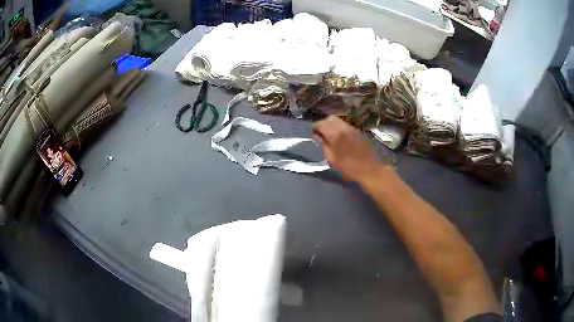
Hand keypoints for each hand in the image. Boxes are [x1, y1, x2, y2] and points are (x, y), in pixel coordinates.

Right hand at [313, 116, 384, 182]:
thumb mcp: (331, 159)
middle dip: (323, 124)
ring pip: (338, 121)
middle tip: (320, 134)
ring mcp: (352, 128)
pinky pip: (345, 125)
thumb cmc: (349, 167)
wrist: (370, 169)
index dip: (314, 128)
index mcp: (335, 133)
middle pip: (330, 118)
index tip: (312, 134)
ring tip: (329, 136)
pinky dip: (339, 128)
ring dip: (332, 126)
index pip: (320, 123)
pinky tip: (339, 138)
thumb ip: (323, 145)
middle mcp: (343, 127)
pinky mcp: (358, 131)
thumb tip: (317, 136)